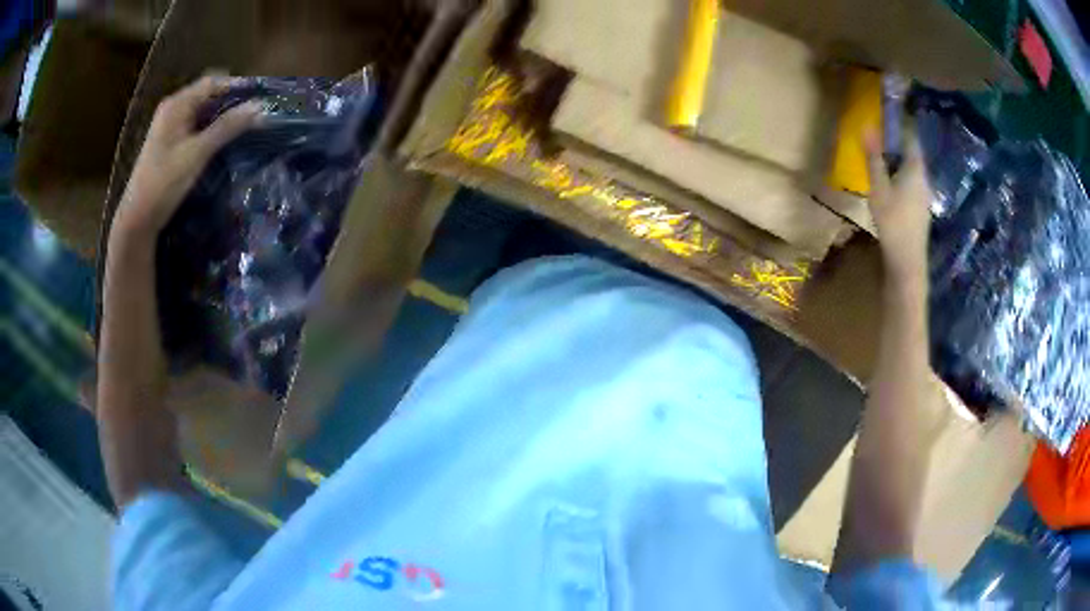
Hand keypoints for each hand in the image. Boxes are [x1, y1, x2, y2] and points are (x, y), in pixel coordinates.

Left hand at [113, 75, 262, 238]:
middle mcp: (174, 109)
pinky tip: (224, 143)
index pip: (213, 82)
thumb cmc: (164, 182)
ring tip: (246, 128)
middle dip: (232, 103)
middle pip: (209, 96)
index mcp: (177, 104)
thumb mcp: (198, 153)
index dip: (237, 87)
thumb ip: (228, 127)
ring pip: (203, 113)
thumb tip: (260, 107)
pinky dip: (212, 131)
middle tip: (257, 115)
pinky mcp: (171, 144)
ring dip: (223, 119)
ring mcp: (171, 127)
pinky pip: (196, 128)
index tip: (261, 97)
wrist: (137, 219)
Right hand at [865, 129, 931, 287]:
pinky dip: (901, 177)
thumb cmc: (893, 222)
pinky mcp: (921, 209)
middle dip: (896, 144)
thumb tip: (867, 126)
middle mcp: (924, 179)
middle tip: (878, 138)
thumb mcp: (879, 188)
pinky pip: (912, 184)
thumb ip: (874, 158)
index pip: (911, 137)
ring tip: (881, 161)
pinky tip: (890, 186)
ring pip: (912, 170)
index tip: (887, 115)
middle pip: (912, 153)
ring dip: (898, 162)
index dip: (900, 124)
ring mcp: (925, 196)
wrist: (908, 262)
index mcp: (916, 169)